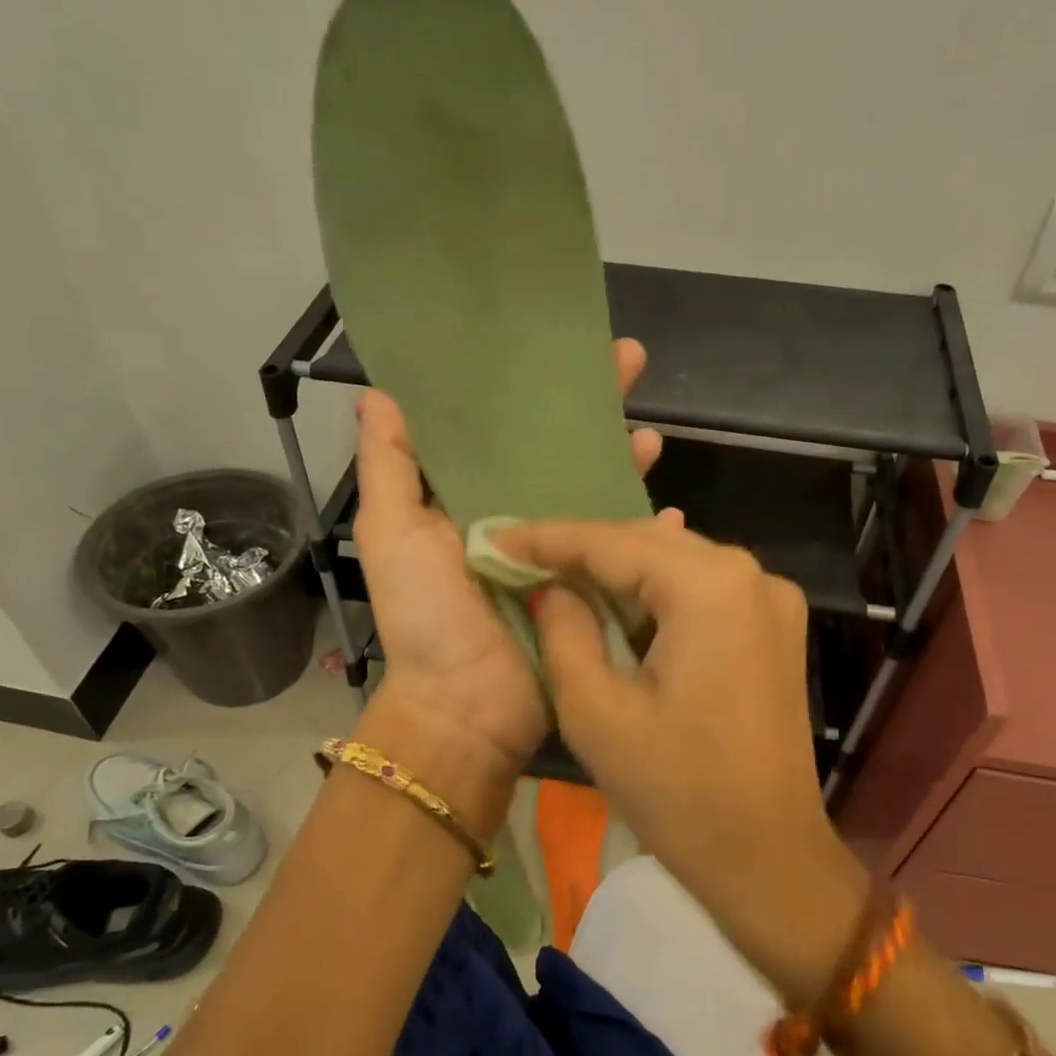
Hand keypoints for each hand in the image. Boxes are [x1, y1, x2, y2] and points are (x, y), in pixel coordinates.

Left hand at [352, 339, 671, 781]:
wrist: (466, 708)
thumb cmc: (426, 616)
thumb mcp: (391, 532)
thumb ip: (389, 464)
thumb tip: (382, 392)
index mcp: (470, 500)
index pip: (504, 429)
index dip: (529, 389)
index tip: (558, 348)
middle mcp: (519, 519)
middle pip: (561, 453)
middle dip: (595, 411)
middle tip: (634, 362)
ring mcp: (561, 556)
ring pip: (599, 496)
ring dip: (626, 463)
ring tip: (654, 434)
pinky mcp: (593, 590)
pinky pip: (625, 551)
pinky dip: (650, 534)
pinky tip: (673, 513)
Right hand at [498, 518, 867, 995]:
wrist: (768, 857)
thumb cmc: (677, 792)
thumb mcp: (596, 711)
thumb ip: (564, 631)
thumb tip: (550, 588)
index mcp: (710, 587)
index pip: (612, 543)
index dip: (546, 538)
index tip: (494, 538)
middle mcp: (752, 574)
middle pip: (650, 544)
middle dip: (583, 550)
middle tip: (521, 557)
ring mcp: (773, 599)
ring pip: (678, 563)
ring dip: (620, 570)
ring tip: (558, 574)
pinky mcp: (777, 628)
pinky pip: (705, 590)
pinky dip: (657, 593)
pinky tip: (619, 601)